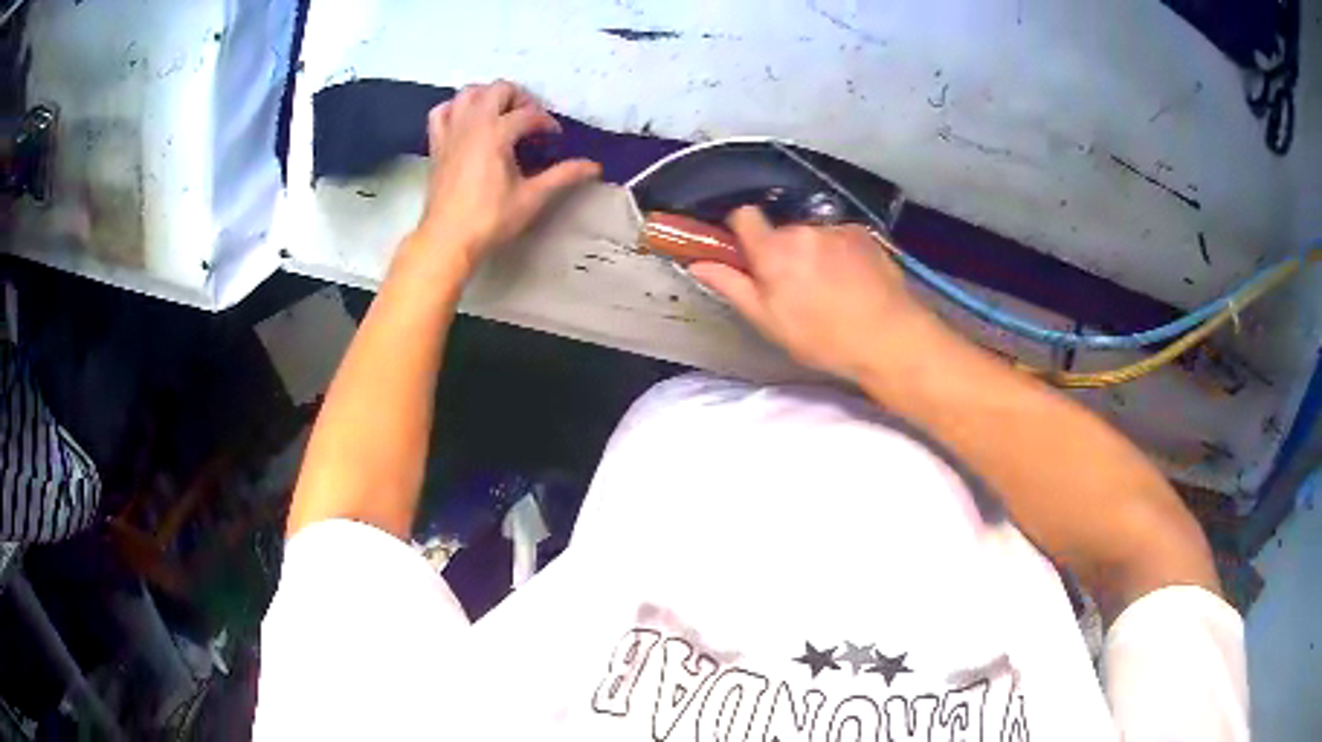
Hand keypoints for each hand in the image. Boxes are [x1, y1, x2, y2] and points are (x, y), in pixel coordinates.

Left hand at [410, 81, 601, 275]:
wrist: (448, 239)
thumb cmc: (490, 219)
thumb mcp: (532, 197)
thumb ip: (563, 175)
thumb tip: (594, 166)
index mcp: (497, 133)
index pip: (529, 114)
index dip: (547, 123)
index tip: (554, 139)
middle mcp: (472, 123)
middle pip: (499, 89)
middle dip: (520, 99)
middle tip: (529, 120)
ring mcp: (451, 131)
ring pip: (468, 93)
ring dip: (488, 96)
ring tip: (501, 115)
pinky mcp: (437, 143)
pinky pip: (441, 111)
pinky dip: (455, 108)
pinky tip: (467, 120)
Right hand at [689, 207, 945, 380]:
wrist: (889, 337)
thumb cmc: (823, 337)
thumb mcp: (769, 321)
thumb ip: (732, 286)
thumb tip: (698, 263)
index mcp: (773, 250)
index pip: (744, 215)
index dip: (742, 231)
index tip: (749, 254)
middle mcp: (802, 229)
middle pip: (781, 229)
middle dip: (782, 250)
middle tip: (796, 287)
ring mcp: (836, 228)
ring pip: (812, 234)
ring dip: (813, 251)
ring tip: (831, 287)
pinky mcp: (863, 233)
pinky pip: (839, 236)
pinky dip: (839, 252)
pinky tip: (853, 280)